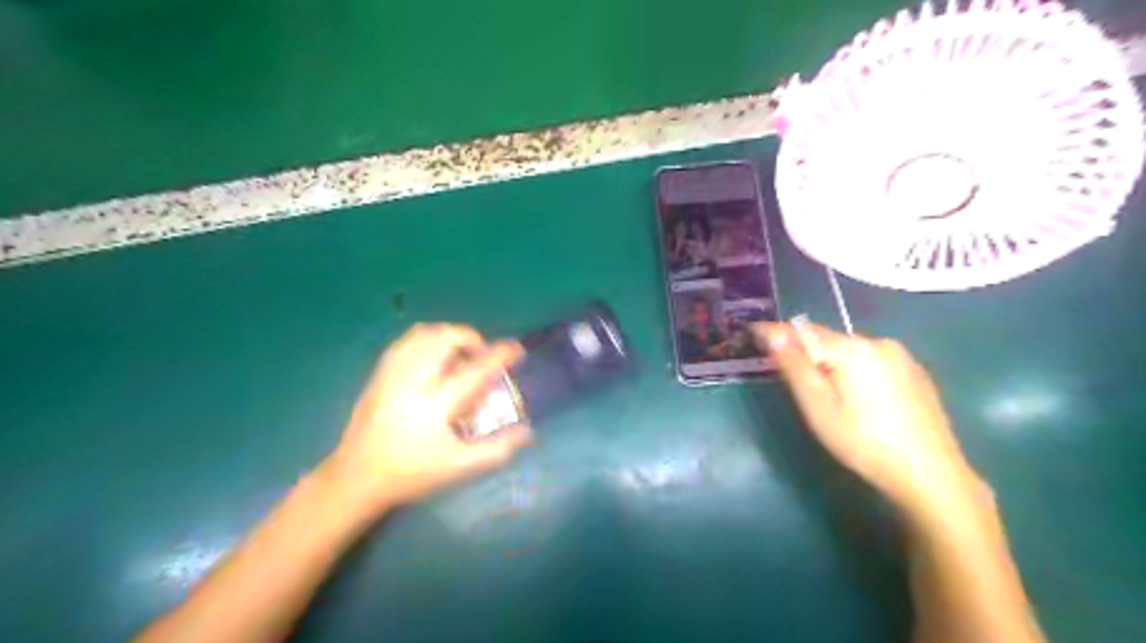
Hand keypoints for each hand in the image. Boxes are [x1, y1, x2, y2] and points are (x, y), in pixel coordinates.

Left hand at [318, 324, 535, 513]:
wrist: (357, 477)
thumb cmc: (411, 473)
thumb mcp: (458, 467)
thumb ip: (495, 450)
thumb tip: (528, 432)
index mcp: (435, 405)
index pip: (474, 370)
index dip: (500, 355)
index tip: (517, 349)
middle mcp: (412, 382)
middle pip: (443, 339)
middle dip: (469, 337)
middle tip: (482, 353)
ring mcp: (392, 375)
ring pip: (421, 335)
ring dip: (447, 335)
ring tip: (459, 353)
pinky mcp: (378, 375)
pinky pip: (404, 342)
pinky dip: (425, 339)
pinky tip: (432, 356)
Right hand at [758, 325, 978, 508]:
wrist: (930, 475)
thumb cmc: (863, 443)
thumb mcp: (818, 407)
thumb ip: (795, 366)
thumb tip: (773, 333)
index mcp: (852, 349)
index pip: (802, 331)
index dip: (775, 332)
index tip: (751, 332)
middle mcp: (878, 342)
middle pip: (828, 339)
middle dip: (805, 350)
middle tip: (789, 374)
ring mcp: (901, 356)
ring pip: (851, 350)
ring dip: (831, 360)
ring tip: (826, 391)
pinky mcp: (916, 372)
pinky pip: (872, 360)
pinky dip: (855, 369)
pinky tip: (859, 398)